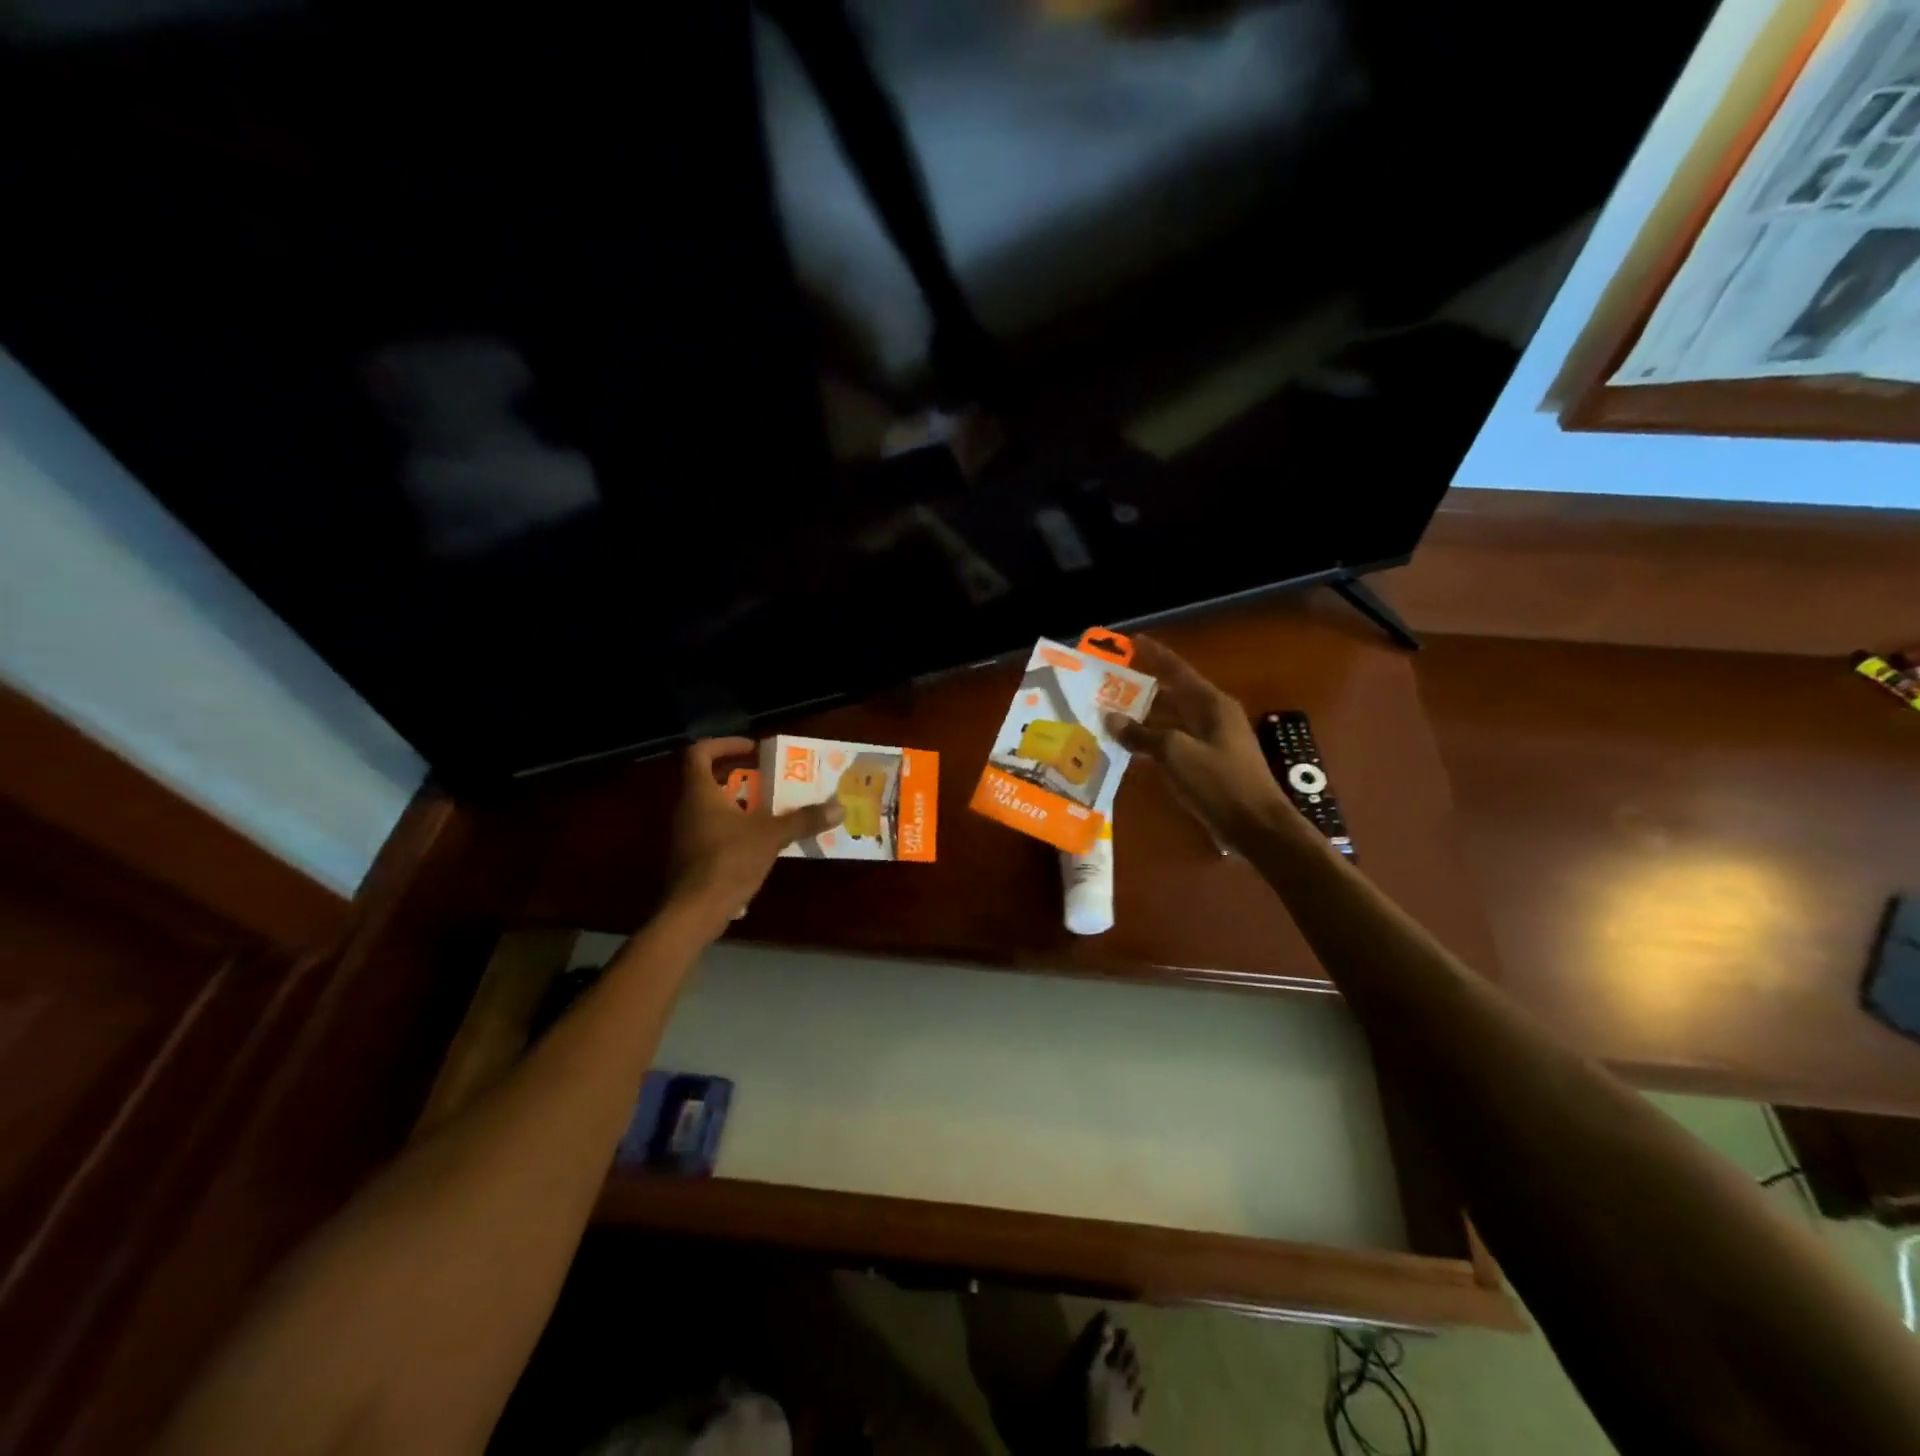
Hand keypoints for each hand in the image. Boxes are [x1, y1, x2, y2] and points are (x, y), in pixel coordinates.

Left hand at [666, 737, 841, 935]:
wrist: (694, 911)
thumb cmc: (728, 861)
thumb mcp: (771, 836)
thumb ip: (803, 819)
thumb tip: (839, 807)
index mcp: (700, 793)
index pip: (699, 753)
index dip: (724, 744)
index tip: (752, 748)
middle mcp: (687, 808)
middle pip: (707, 779)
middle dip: (739, 775)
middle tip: (769, 777)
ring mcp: (686, 834)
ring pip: (712, 807)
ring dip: (739, 803)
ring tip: (771, 808)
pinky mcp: (691, 857)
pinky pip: (713, 831)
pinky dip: (735, 828)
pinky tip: (760, 842)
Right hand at [1102, 636, 1288, 852]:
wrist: (1257, 826)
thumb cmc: (1219, 783)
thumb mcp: (1176, 754)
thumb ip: (1142, 735)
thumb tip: (1111, 717)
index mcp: (1211, 704)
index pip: (1177, 670)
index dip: (1155, 655)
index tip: (1133, 641)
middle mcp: (1214, 717)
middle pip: (1174, 695)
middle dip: (1144, 689)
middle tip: (1111, 683)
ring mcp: (1214, 742)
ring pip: (1174, 721)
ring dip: (1146, 718)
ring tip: (1114, 713)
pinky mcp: (1210, 765)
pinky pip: (1176, 743)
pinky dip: (1155, 742)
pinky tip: (1134, 748)